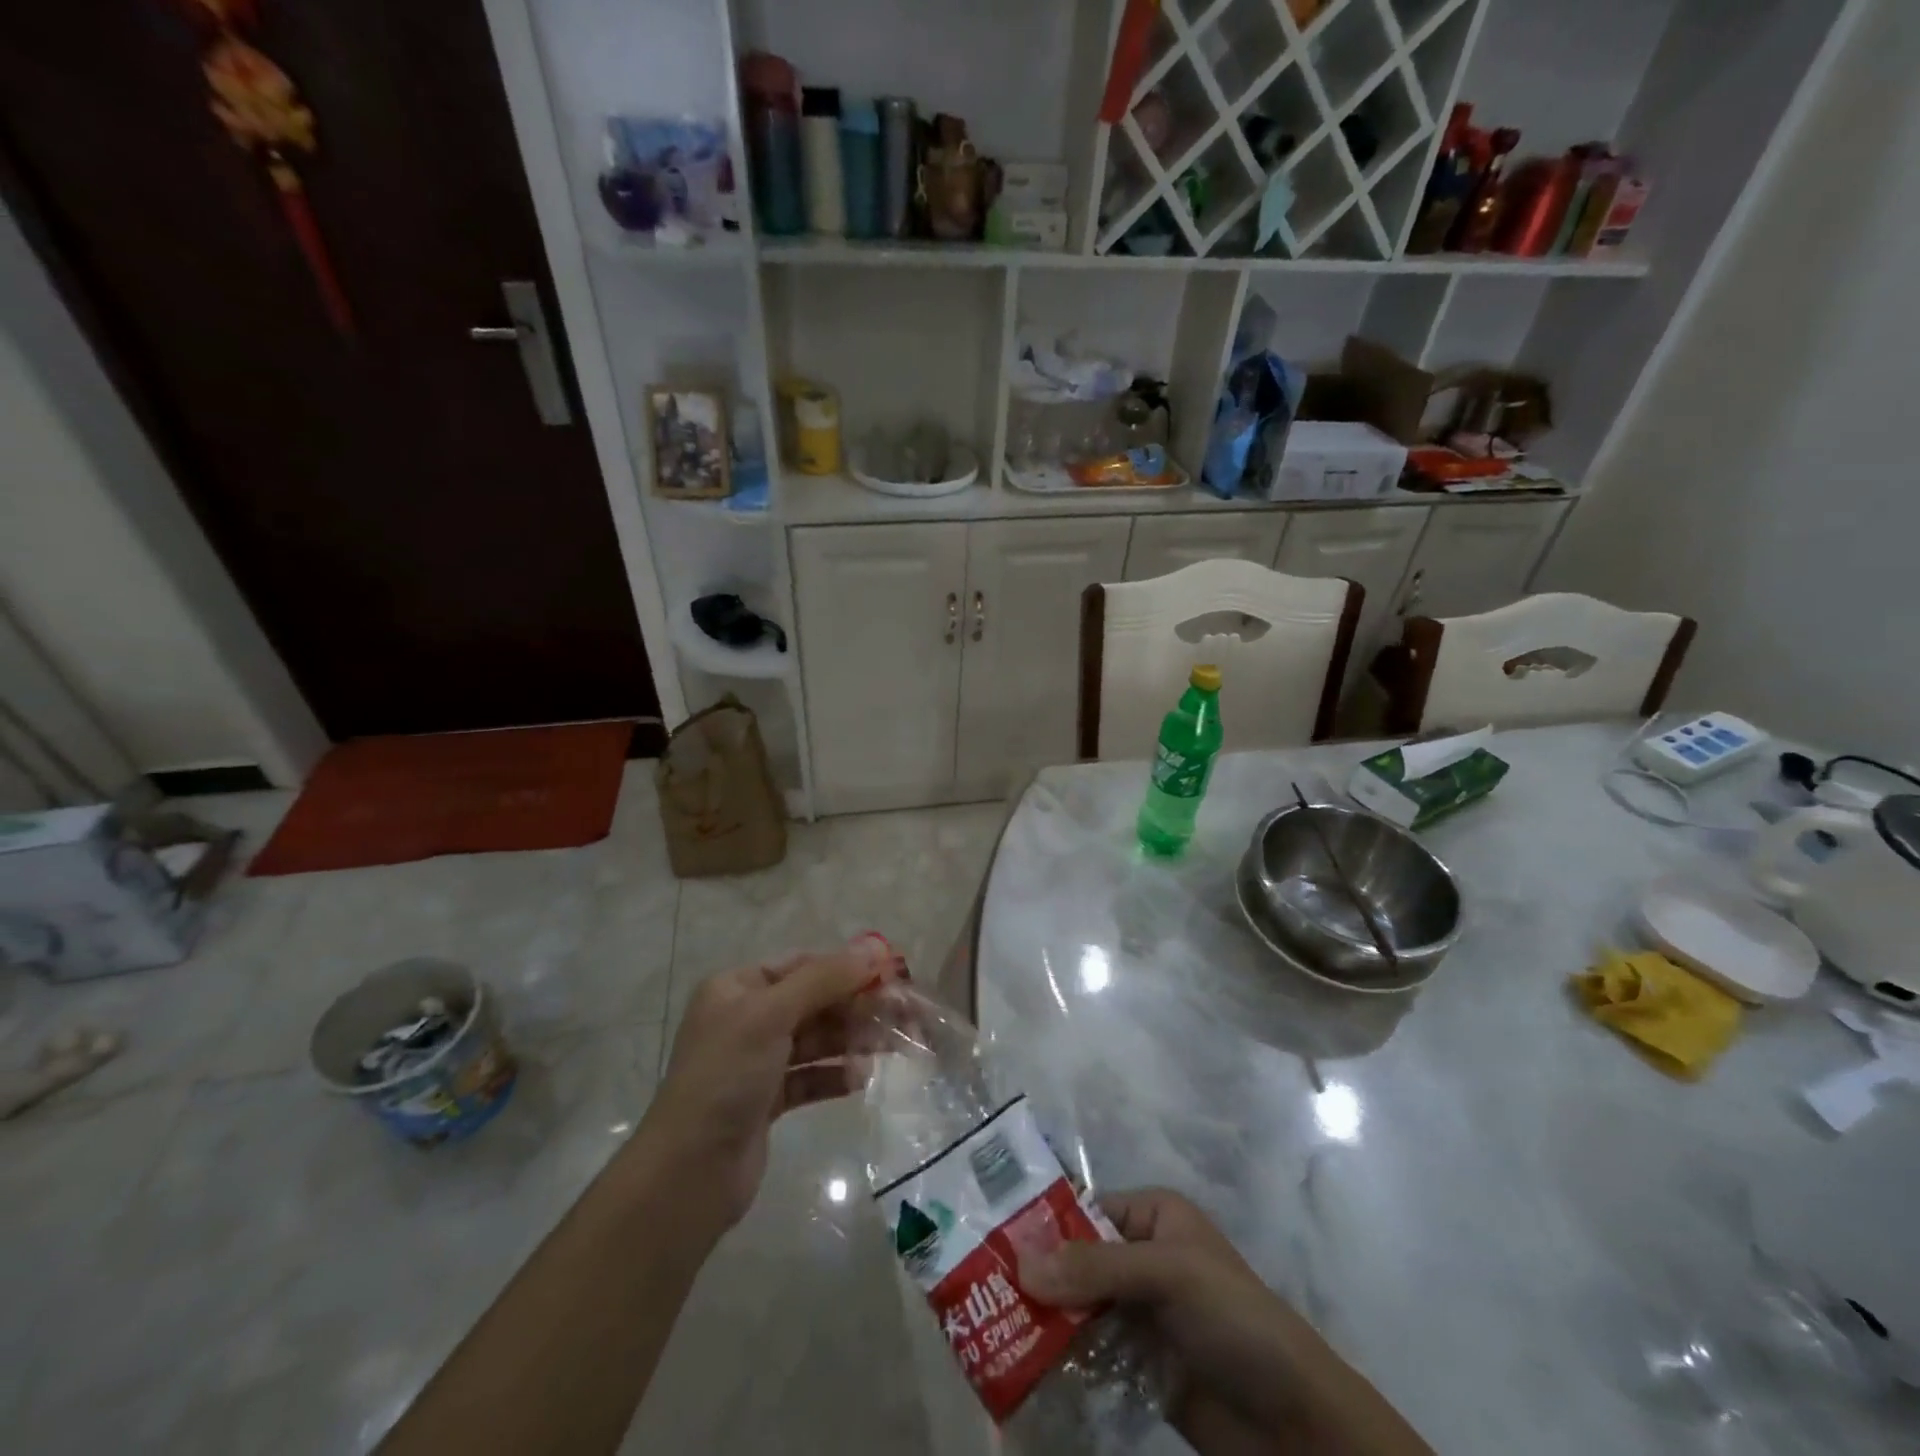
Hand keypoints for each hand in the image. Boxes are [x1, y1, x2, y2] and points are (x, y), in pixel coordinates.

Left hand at [633, 939, 894, 1230]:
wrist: (688, 1173)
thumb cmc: (726, 1077)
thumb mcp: (772, 1015)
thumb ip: (824, 979)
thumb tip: (874, 948)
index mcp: (737, 988)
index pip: (803, 965)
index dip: (847, 967)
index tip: (892, 976)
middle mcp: (746, 1018)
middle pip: (814, 1002)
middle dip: (857, 1007)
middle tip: (904, 1014)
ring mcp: (756, 1061)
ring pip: (817, 1040)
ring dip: (853, 1040)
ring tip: (892, 1047)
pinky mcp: (768, 1100)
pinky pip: (811, 1077)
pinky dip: (836, 1075)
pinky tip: (863, 1079)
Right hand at [1021, 1189, 1430, 1455]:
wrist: (1296, 1423)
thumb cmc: (1236, 1319)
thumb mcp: (1170, 1275)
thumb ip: (1096, 1270)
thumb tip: (1019, 1266)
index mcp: (1151, 1217)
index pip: (1083, 1212)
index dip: (1040, 1225)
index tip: (988, 1241)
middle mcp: (1140, 1257)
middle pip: (1074, 1261)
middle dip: (1033, 1277)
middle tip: (975, 1291)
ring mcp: (1138, 1314)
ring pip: (1076, 1308)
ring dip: (1040, 1320)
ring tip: (985, 1329)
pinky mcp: (1137, 1366)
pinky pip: (1087, 1354)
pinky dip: (1058, 1360)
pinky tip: (1019, 1368)